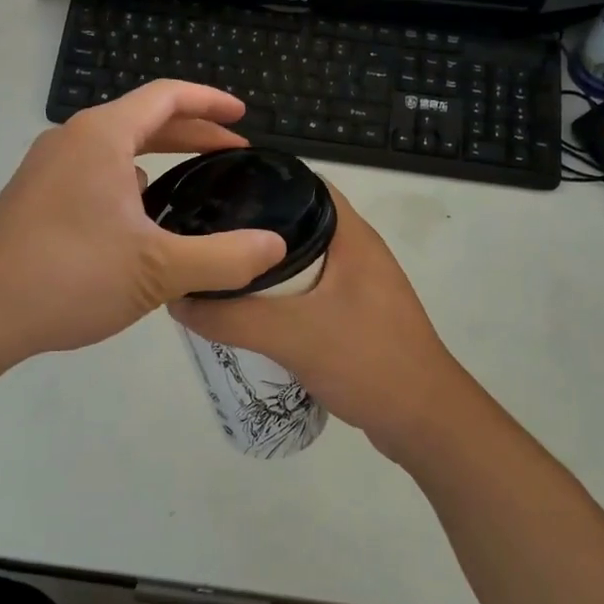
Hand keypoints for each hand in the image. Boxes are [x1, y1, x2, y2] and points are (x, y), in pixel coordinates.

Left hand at [0, 82, 286, 367]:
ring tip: (193, 180)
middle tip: (233, 150)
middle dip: (192, 131)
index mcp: (101, 136)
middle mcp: (71, 139)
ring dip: (158, 155)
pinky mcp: (34, 196)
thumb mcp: (159, 270)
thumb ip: (224, 258)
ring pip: (115, 146)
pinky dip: (128, 178)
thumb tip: (275, 247)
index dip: (210, 102)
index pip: (166, 96)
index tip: (245, 116)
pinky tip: (141, 216)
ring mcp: (46, 167)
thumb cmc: (71, 276)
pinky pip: (93, 170)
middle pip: (142, 118)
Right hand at [171, 187, 475, 456]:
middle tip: (205, 236)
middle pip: (296, 222)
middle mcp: (358, 250)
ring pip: (303, 260)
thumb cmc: (367, 361)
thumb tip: (178, 299)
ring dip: (266, 266)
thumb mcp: (292, 336)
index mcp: (351, 235)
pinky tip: (251, 312)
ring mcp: (361, 284)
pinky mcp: (357, 315)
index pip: (302, 184)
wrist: (426, 421)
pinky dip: (282, 295)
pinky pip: (310, 291)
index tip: (214, 192)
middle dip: (252, 229)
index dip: (260, 182)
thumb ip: (232, 317)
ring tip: (218, 271)